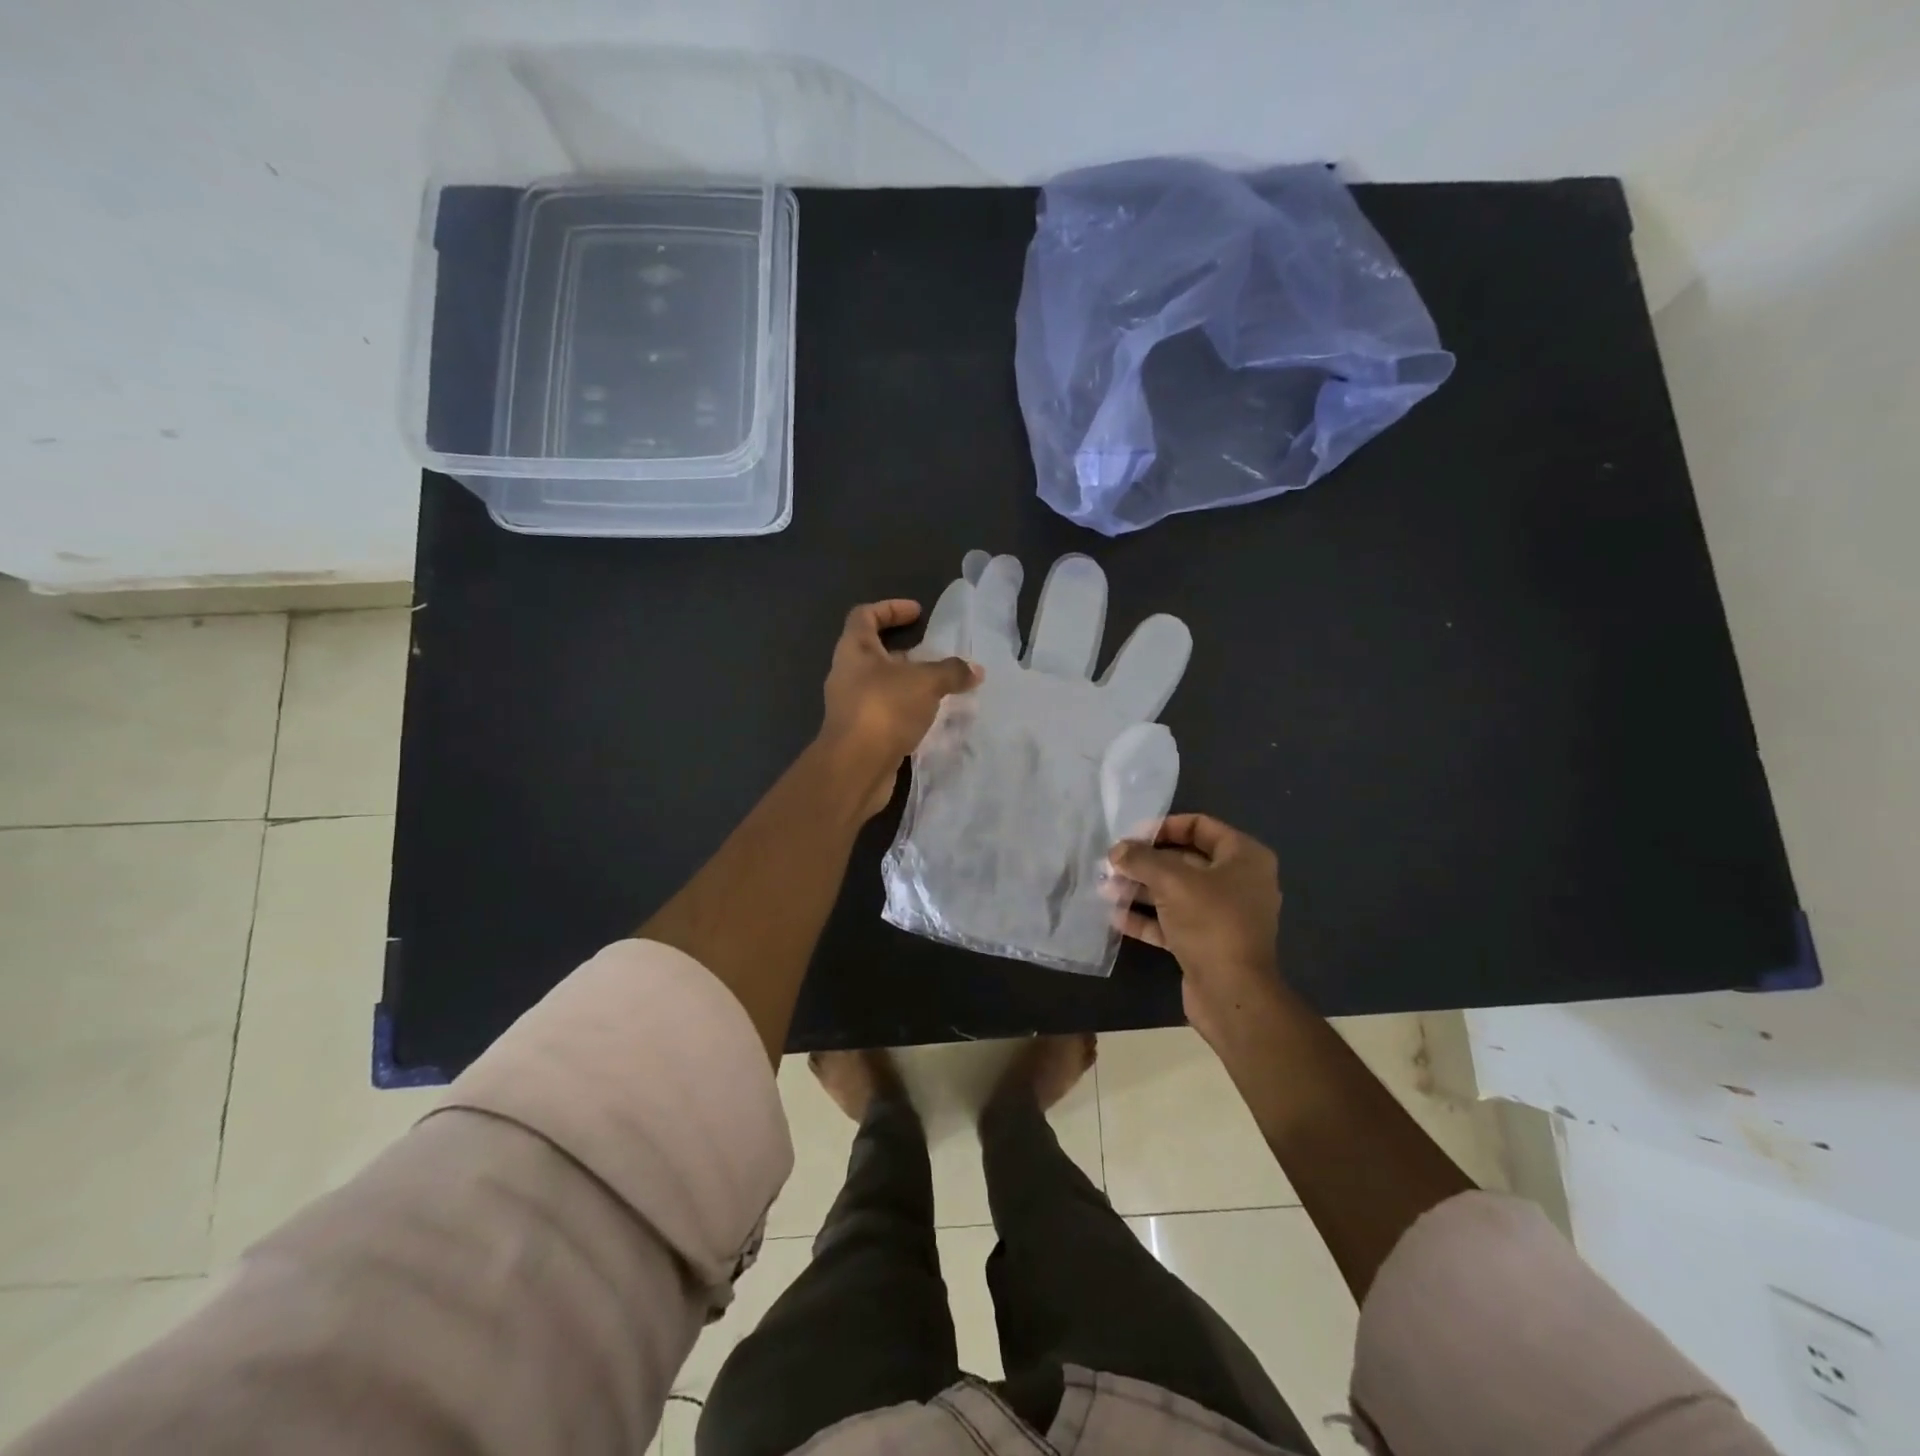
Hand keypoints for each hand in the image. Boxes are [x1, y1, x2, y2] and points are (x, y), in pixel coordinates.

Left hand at [820, 600, 980, 818]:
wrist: (855, 767)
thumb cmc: (885, 708)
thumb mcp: (926, 682)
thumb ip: (952, 672)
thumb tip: (975, 670)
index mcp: (855, 649)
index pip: (865, 615)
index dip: (891, 608)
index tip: (918, 613)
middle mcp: (848, 673)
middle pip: (874, 651)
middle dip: (906, 651)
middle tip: (936, 655)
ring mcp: (851, 705)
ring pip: (882, 684)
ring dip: (909, 683)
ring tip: (941, 688)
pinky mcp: (860, 732)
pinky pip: (886, 711)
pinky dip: (907, 709)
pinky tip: (930, 717)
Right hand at [1109, 814, 1285, 1045]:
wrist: (1232, 993)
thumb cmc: (1210, 922)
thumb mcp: (1172, 881)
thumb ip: (1141, 860)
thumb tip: (1116, 850)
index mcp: (1244, 857)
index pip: (1200, 827)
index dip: (1164, 827)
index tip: (1132, 836)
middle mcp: (1238, 882)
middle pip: (1185, 860)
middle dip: (1146, 862)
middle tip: (1111, 864)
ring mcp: (1223, 915)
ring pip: (1176, 893)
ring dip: (1141, 889)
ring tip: (1106, 888)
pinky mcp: (1207, 943)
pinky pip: (1173, 922)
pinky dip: (1148, 918)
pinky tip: (1116, 917)